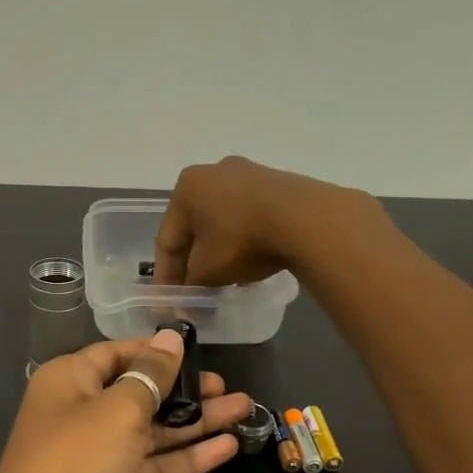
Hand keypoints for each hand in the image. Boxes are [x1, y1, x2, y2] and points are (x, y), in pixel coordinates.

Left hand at [0, 329, 251, 472]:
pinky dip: (185, 458)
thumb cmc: (75, 462)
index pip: (118, 353)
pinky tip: (227, 448)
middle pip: (139, 393)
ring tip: (243, 411)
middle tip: (229, 388)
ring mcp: (95, 454)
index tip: (200, 351)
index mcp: (69, 380)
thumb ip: (150, 375)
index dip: (157, 351)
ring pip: (151, 432)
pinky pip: (151, 466)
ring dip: (194, 423)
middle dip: (185, 390)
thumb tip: (170, 338)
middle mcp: (80, 412)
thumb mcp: (118, 410)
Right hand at [153, 156, 383, 286]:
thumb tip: (184, 300)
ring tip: (225, 281)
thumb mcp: (207, 270)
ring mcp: (249, 174)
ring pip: (223, 222)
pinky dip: (244, 241)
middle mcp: (213, 172)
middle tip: (196, 290)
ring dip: (220, 252)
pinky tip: (251, 265)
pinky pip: (250, 218)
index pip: (167, 239)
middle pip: (196, 228)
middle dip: (194, 261)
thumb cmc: (241, 240)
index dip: (166, 275)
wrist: (305, 220)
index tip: (169, 301)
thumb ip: (190, 285)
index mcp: (187, 187)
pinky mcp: (278, 183)